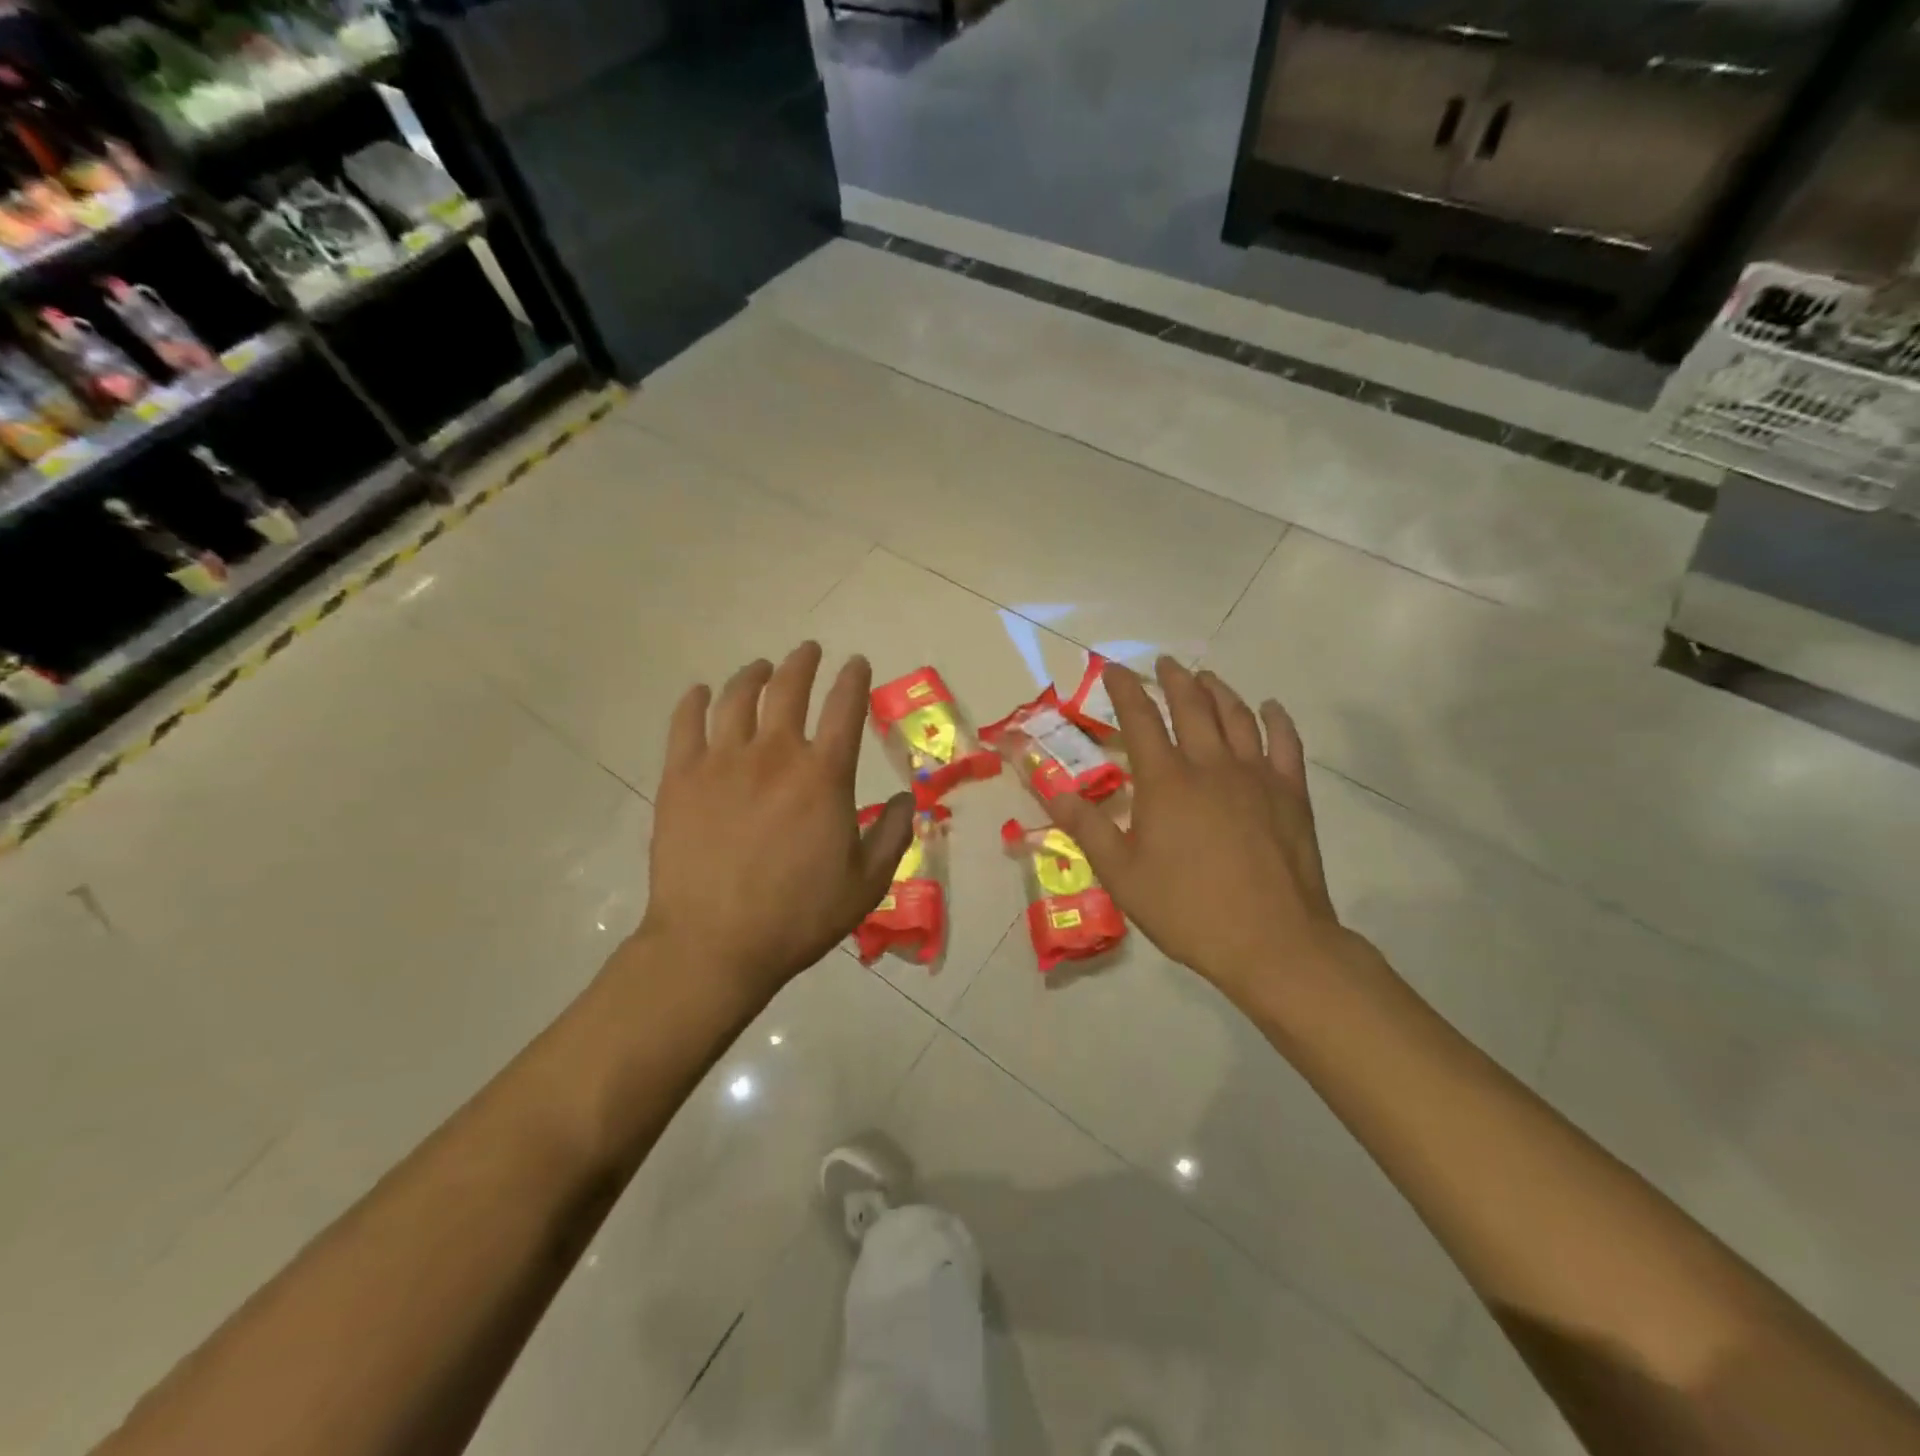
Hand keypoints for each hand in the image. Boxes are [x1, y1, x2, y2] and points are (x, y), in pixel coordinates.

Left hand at [636, 643, 914, 1010]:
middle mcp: (775, 754)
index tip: (857, 664)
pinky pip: (685, 724)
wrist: (715, 944)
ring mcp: (722, 762)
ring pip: (737, 698)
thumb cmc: (798, 916)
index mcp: (824, 776)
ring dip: (753, 674)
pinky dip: (694, 701)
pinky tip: (700, 692)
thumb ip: (893, 834)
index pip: (846, 707)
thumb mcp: (867, 883)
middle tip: (808, 651)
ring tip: (761, 667)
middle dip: (803, 662)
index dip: (854, 679)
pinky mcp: (680, 778)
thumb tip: (907, 798)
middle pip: (789, 688)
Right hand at [1048, 657, 1360, 1010]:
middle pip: (1192, 706)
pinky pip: (1286, 742)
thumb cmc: (1186, 909)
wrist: (1271, 941)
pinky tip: (1270, 709)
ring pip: (1237, 716)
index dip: (1125, 690)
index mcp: (1166, 781)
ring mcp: (1256, 775)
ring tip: (1206, 678)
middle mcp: (1210, 765)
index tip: (1114, 669)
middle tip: (1164, 664)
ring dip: (1218, 691)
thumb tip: (1049, 788)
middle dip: (1174, 679)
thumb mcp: (1121, 873)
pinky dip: (1277, 720)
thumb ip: (1086, 825)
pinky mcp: (1291, 793)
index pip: (1140, 719)